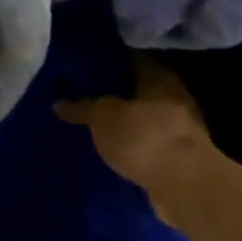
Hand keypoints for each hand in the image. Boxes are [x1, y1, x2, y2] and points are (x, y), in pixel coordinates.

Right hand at [56, 55, 216, 220]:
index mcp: (160, 78)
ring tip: (99, 122)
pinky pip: (149, 144)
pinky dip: (135, 144)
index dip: (115, 57)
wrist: (183, 184)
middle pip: (143, 88)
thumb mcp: (104, 117)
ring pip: (147, 117)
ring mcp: (180, 129)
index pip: (136, 57)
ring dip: (128, 120)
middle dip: (120, 90)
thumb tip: (58, 103)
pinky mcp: (178, 157)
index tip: (93, 58)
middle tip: (89, 91)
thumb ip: (84, 108)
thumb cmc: (144, 136)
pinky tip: (116, 148)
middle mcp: (175, 98)